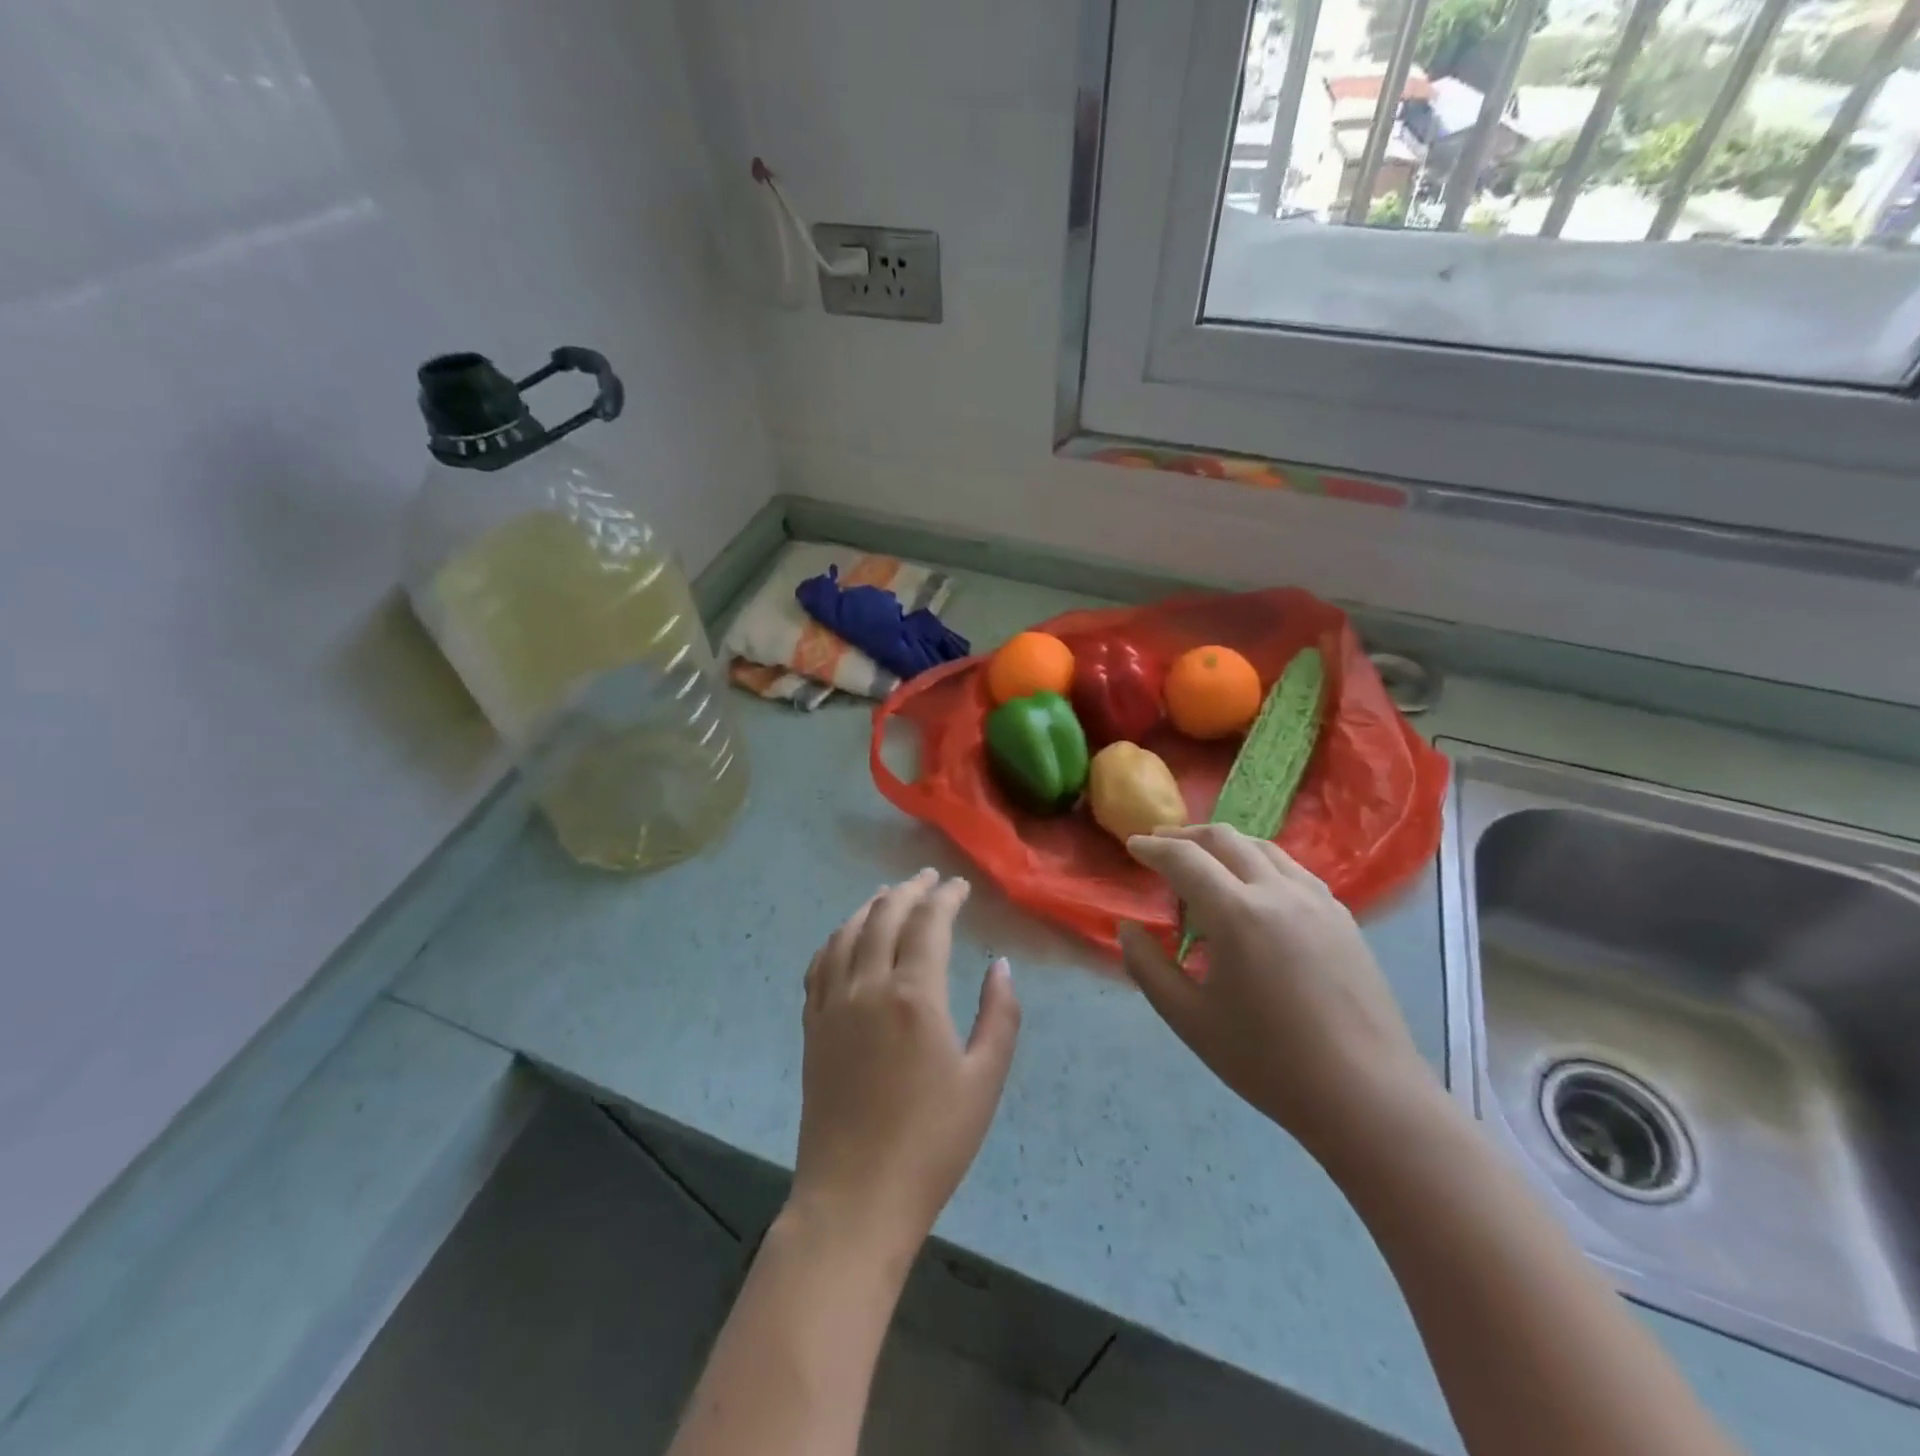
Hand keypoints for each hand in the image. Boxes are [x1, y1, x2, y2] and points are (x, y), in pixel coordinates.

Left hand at [790, 870, 1021, 1262]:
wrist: (855, 1197)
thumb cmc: (931, 1143)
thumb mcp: (984, 1081)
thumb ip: (999, 1016)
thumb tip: (1000, 966)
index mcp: (914, 995)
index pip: (928, 923)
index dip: (945, 897)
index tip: (959, 886)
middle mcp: (868, 986)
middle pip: (884, 916)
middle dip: (909, 890)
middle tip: (928, 878)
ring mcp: (833, 1005)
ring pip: (847, 933)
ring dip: (870, 906)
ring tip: (888, 895)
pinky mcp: (813, 1026)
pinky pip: (820, 964)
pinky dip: (836, 938)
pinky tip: (845, 937)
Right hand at [1119, 826, 1434, 1159]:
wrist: (1366, 1095)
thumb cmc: (1268, 1061)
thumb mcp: (1189, 1019)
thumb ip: (1147, 967)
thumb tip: (1128, 929)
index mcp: (1237, 914)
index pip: (1184, 859)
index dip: (1152, 847)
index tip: (1132, 845)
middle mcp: (1278, 891)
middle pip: (1225, 838)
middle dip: (1186, 835)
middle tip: (1160, 845)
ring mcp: (1317, 899)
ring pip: (1263, 847)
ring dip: (1225, 845)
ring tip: (1204, 864)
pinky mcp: (1342, 916)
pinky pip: (1292, 869)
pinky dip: (1259, 863)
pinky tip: (1254, 891)